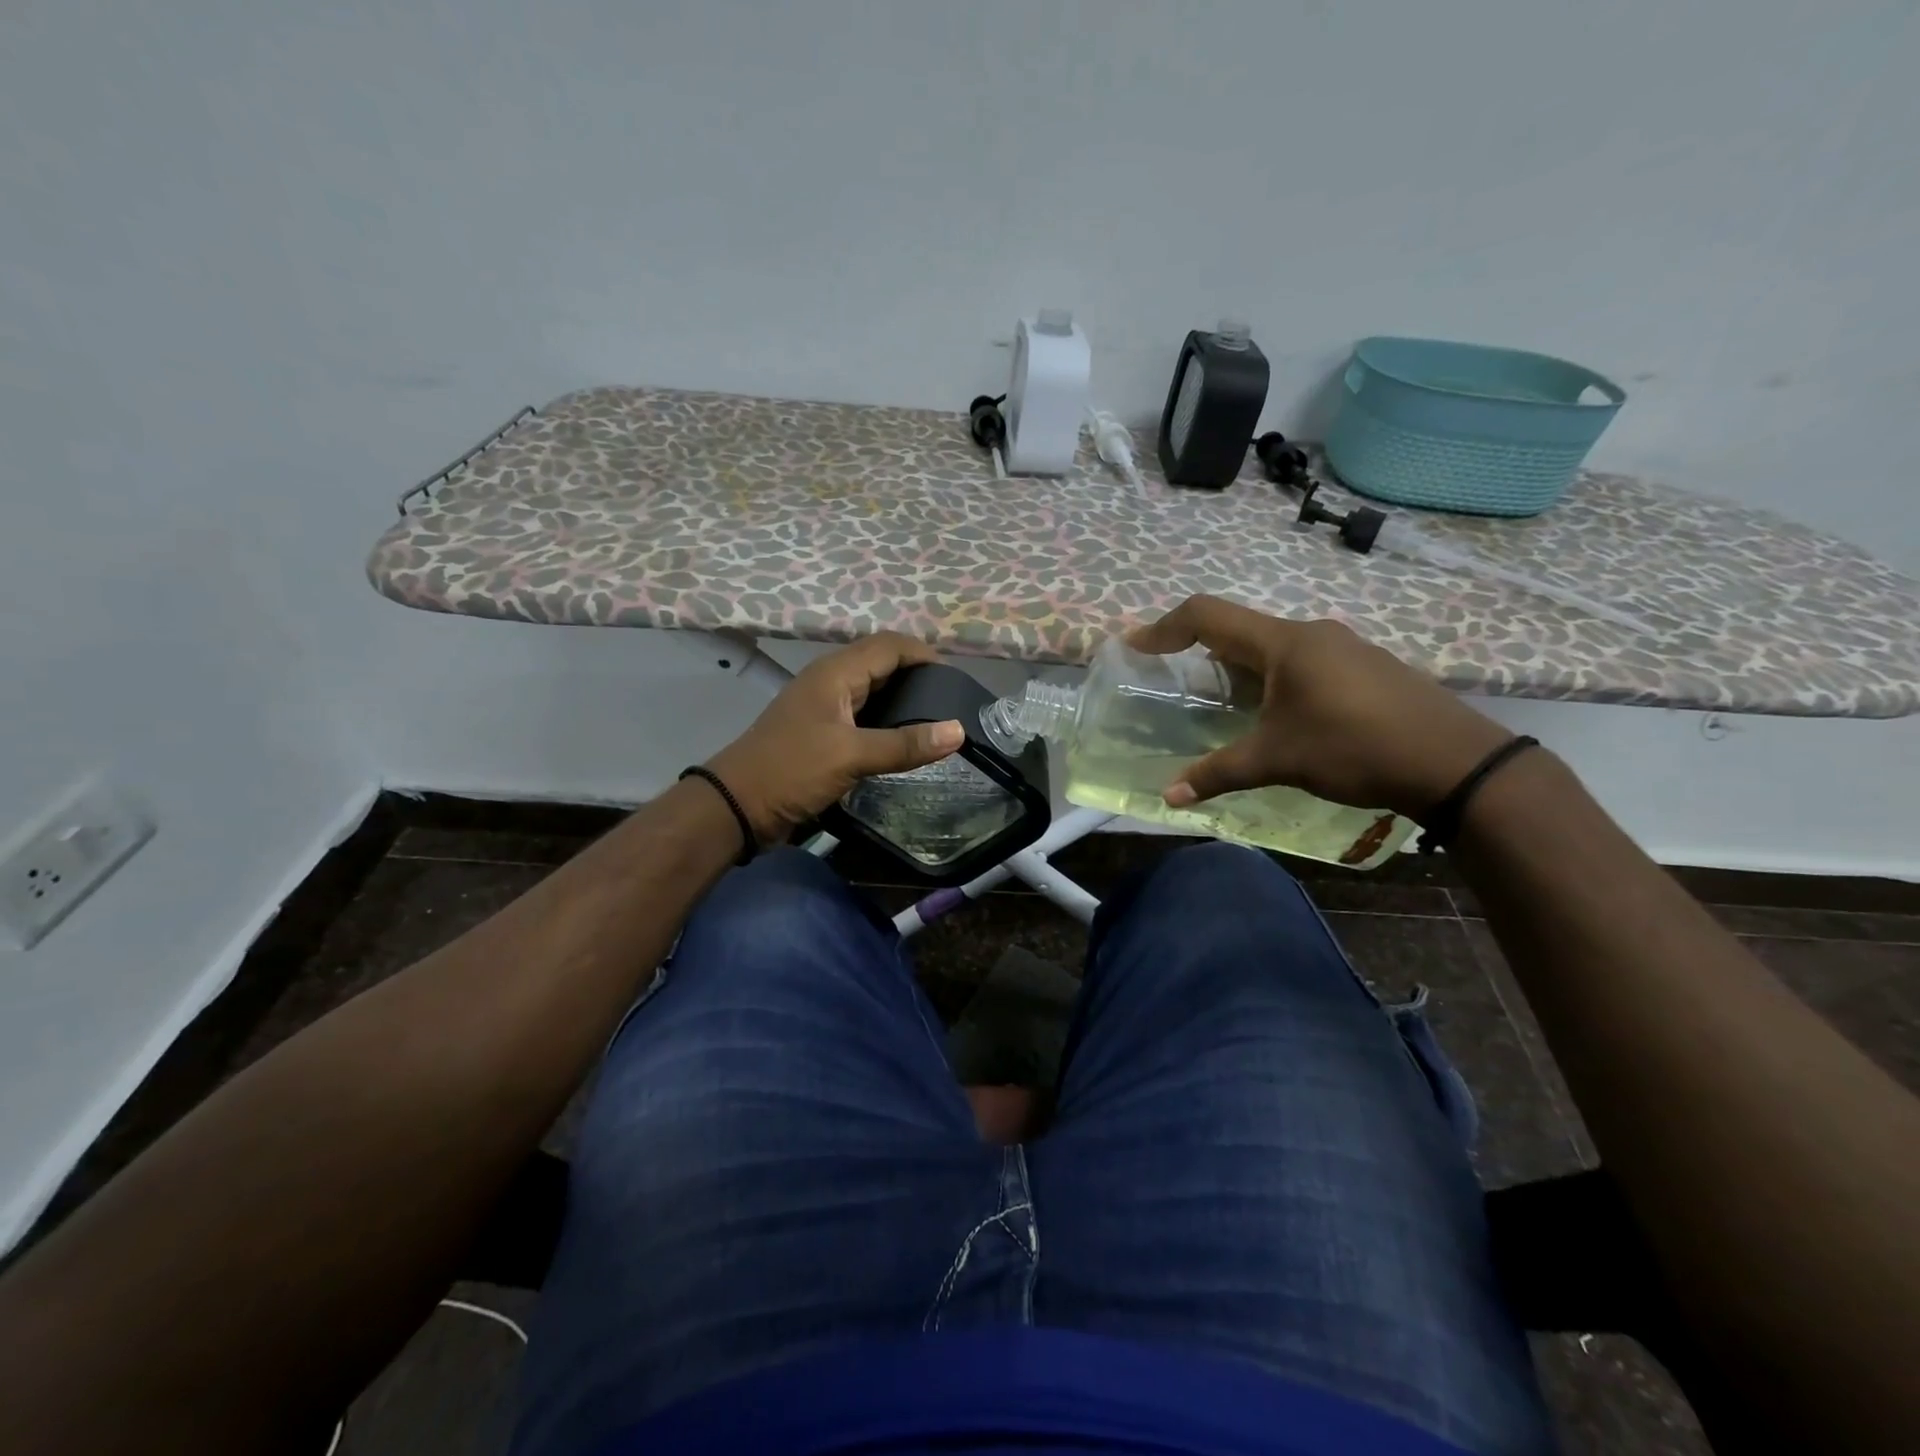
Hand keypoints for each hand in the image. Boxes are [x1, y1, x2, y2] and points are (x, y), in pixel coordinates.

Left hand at [706, 634, 964, 845]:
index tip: (957, 679)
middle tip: (953, 702)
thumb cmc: (791, 771)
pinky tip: (905, 741)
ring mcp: (824, 708)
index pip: (890, 645)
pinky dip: (887, 722)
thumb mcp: (850, 756)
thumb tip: (959, 730)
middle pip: (882, 664)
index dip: (924, 655)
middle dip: (918, 676)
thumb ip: (905, 744)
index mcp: (835, 673)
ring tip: (938, 721)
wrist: (737, 807)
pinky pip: (863, 716)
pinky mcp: (821, 733)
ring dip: (903, 700)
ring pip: (873, 691)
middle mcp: (830, 682)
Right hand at [1127, 596, 1512, 818]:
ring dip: (1239, 667)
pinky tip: (1277, 714)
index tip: (1135, 645)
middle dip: (1199, 651)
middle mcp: (1311, 634)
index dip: (1164, 627)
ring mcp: (1344, 647)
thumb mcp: (1278, 760)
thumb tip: (1168, 796)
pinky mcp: (1365, 667)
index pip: (1207, 614)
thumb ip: (1218, 772)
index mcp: (1284, 643)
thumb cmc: (1355, 748)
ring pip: (1272, 646)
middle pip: (1239, 628)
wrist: (1456, 762)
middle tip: (1174, 680)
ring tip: (1222, 704)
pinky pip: (1302, 660)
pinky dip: (1272, 677)